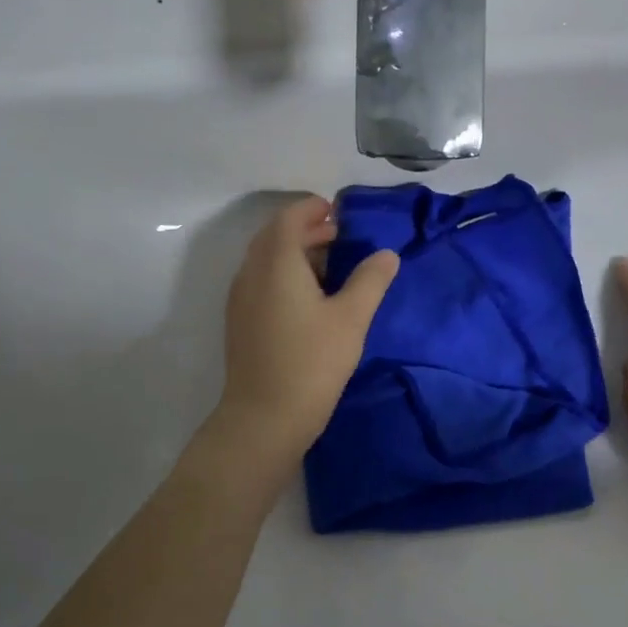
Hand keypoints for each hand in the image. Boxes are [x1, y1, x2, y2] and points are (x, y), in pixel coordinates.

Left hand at [213, 195, 399, 469]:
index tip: (338, 211)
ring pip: (265, 259)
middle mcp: (251, 273)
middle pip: (274, 235)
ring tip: (329, 264)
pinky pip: (260, 280)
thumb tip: (387, 254)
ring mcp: (241, 298)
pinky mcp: (240, 322)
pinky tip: (308, 297)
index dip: (313, 208)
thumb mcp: (351, 319)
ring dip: (293, 251)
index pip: (289, 217)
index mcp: (277, 263)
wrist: (264, 418)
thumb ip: (370, 281)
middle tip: (339, 235)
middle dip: (305, 227)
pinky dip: (283, 273)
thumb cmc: (312, 363)